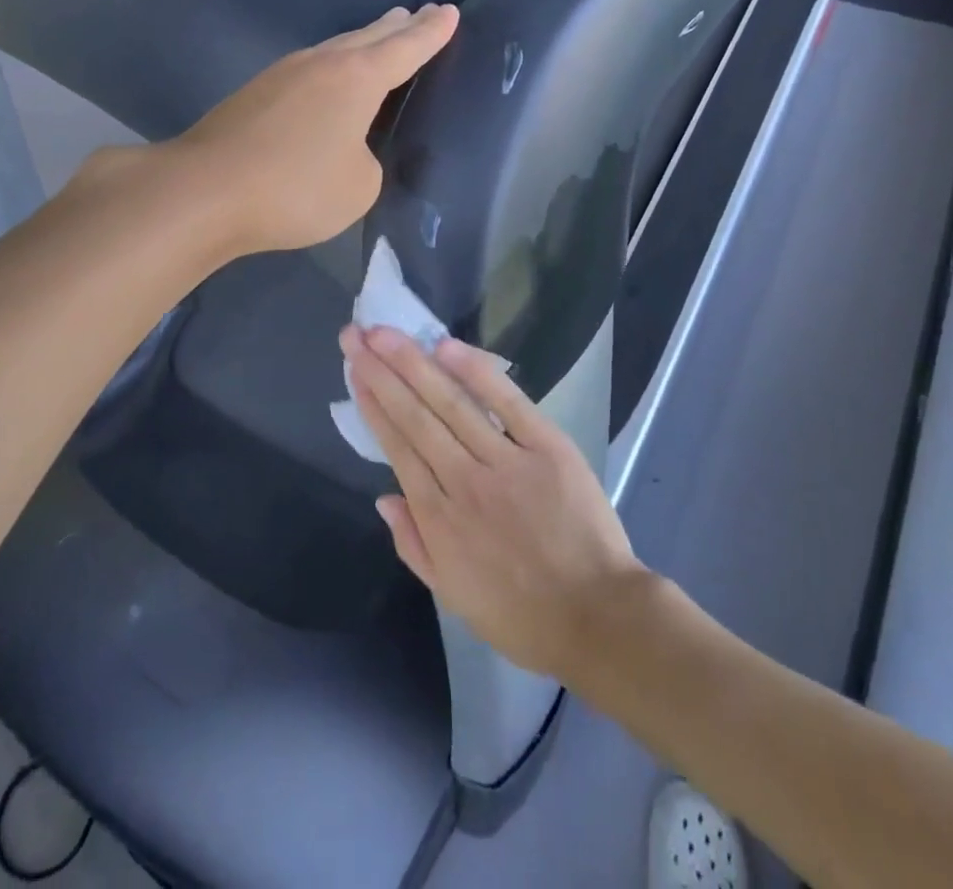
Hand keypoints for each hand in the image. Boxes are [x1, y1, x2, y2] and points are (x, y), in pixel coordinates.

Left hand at [169, 4, 457, 258]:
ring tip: (379, 38)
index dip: (432, 32)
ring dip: (361, 43)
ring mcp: (283, 75)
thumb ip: (366, 160)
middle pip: (368, 37)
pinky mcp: (254, 94)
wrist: (204, 190)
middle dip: (397, 27)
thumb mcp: (358, 186)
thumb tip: (344, 147)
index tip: (448, 11)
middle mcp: (321, 64)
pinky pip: (308, 72)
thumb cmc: (295, 187)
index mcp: (357, 78)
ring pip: (334, 50)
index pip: (406, 48)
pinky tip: (326, 82)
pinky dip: (330, 70)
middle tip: (417, 14)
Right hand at [342, 327, 649, 679]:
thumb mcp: (453, 594)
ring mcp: (506, 460)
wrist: (597, 618)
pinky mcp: (547, 447)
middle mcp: (464, 481)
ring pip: (451, 403)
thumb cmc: (521, 613)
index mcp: (439, 518)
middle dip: (381, 372)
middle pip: (415, 416)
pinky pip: (508, 402)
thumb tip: (382, 497)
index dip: (373, 405)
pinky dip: (477, 373)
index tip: (355, 370)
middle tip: (355, 335)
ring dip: (414, 364)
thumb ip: (413, 543)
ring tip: (385, 333)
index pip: (398, 447)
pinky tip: (447, 347)